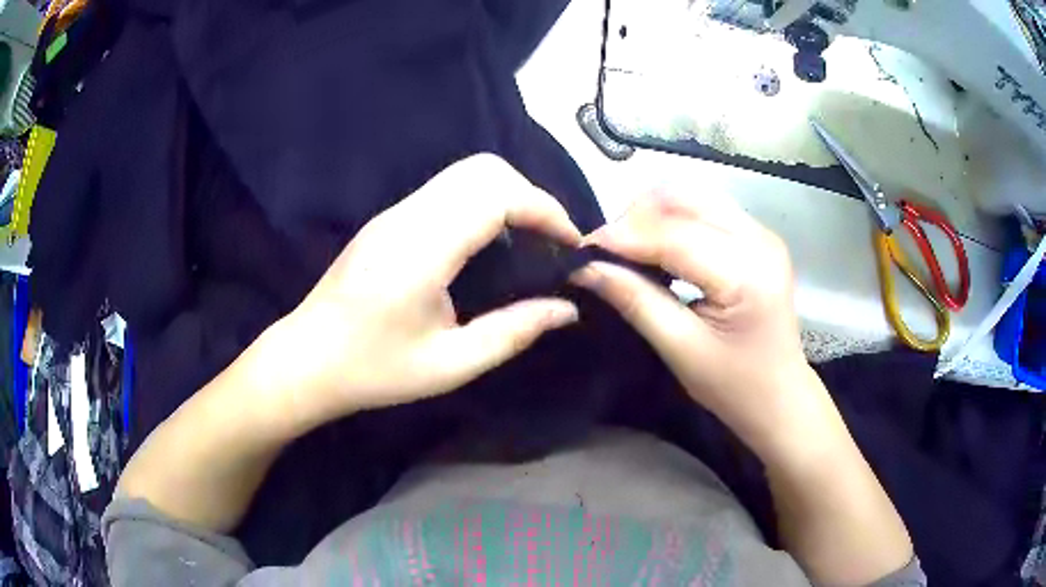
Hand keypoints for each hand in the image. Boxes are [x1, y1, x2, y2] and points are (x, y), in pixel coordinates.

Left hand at [255, 154, 581, 431]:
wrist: (307, 358)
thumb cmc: (374, 369)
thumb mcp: (450, 365)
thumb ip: (513, 332)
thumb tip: (567, 309)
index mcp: (423, 250)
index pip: (497, 195)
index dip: (545, 210)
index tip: (570, 245)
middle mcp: (408, 216)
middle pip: (484, 169)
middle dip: (530, 195)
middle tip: (549, 242)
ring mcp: (394, 212)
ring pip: (465, 173)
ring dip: (507, 194)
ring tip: (527, 240)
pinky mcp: (388, 219)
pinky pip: (447, 189)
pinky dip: (482, 201)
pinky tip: (488, 242)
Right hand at [575, 189, 818, 456]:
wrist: (780, 397)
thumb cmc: (735, 386)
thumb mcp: (681, 349)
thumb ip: (636, 301)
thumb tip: (588, 268)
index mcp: (747, 273)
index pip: (674, 236)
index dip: (623, 237)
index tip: (582, 250)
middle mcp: (759, 240)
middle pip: (686, 198)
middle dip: (637, 217)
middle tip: (609, 252)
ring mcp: (762, 234)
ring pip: (695, 197)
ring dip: (655, 215)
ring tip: (630, 249)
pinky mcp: (758, 238)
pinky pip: (707, 210)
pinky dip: (675, 221)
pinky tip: (660, 250)